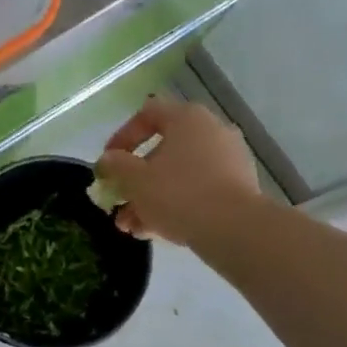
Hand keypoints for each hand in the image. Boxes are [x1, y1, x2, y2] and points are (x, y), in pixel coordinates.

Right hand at [96, 98, 259, 244]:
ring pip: (178, 175)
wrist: (234, 229)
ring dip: (150, 198)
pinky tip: (156, 232)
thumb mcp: (135, 180)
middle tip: (118, 203)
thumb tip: (108, 160)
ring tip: (132, 228)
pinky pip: (198, 190)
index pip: (147, 114)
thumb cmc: (178, 194)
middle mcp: (211, 132)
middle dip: (135, 180)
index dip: (122, 137)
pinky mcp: (238, 187)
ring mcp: (228, 160)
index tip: (108, 163)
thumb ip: (115, 166)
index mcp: (187, 119)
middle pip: (162, 150)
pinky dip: (175, 205)